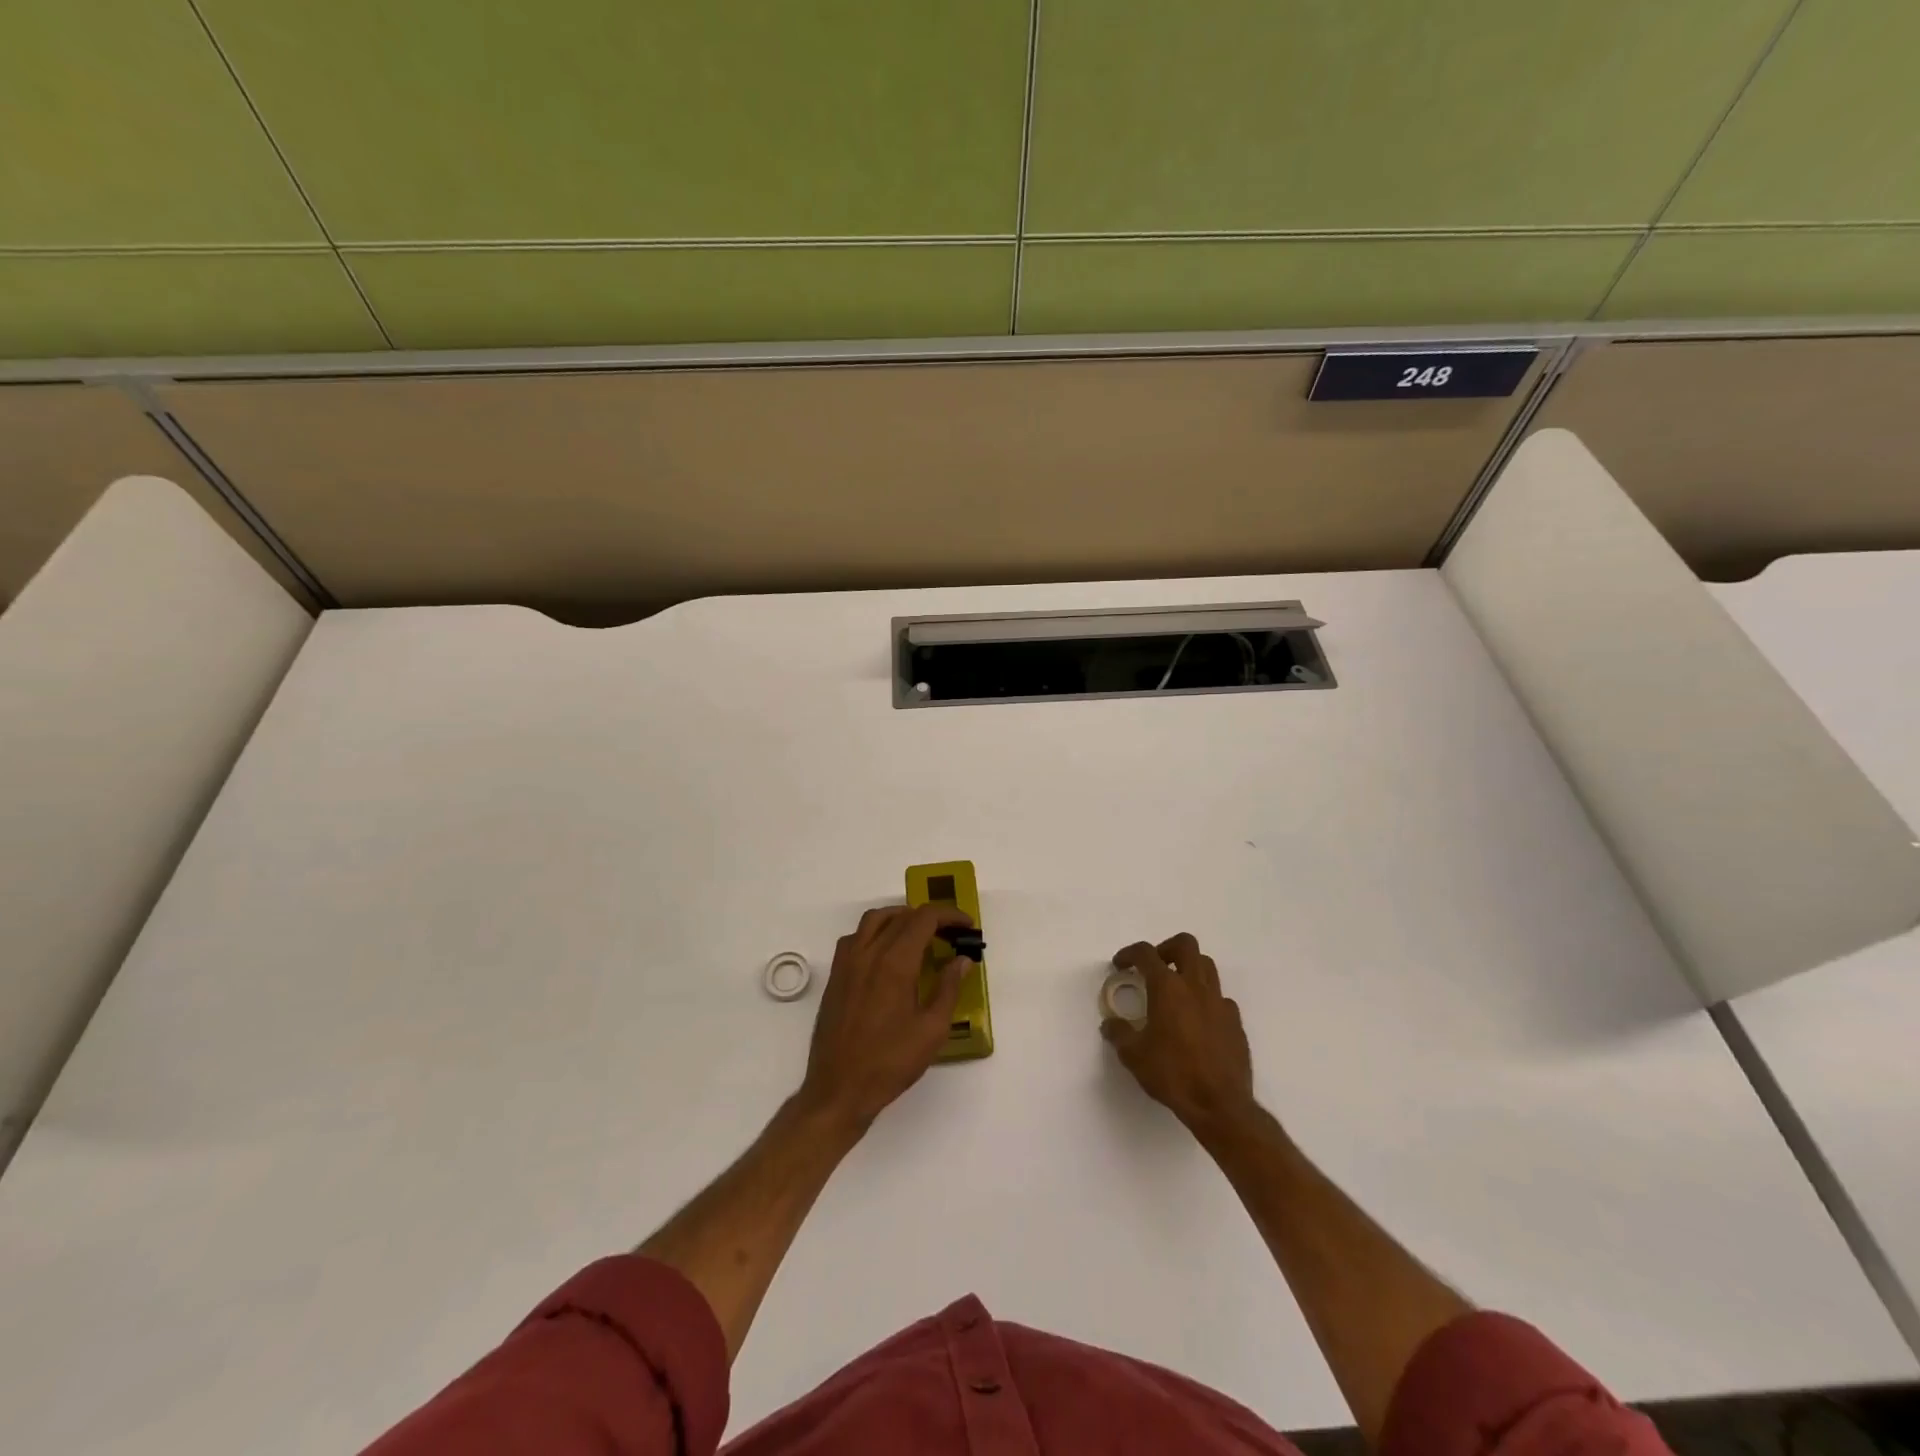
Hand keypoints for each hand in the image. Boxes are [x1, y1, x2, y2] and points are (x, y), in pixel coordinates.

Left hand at [798, 905, 973, 1134]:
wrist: (839, 1089)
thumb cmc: (890, 1062)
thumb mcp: (931, 1030)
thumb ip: (948, 988)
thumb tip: (961, 960)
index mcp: (895, 962)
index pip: (924, 919)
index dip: (949, 916)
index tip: (966, 926)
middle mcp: (868, 953)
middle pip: (901, 916)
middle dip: (930, 918)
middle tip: (950, 935)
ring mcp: (847, 963)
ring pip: (874, 919)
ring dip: (900, 917)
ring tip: (920, 934)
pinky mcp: (836, 976)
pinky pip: (856, 937)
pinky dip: (875, 932)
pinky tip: (887, 953)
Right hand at [1101, 933, 1254, 1132]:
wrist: (1220, 1105)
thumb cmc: (1172, 1074)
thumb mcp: (1134, 1055)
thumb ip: (1119, 1033)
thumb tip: (1111, 1024)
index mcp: (1167, 988)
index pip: (1146, 953)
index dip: (1129, 953)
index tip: (1120, 964)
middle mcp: (1195, 986)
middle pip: (1185, 944)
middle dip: (1166, 948)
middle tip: (1154, 967)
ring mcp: (1219, 1002)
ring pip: (1207, 966)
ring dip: (1188, 969)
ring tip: (1175, 990)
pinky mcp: (1235, 1022)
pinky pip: (1220, 997)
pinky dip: (1206, 999)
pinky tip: (1197, 1020)